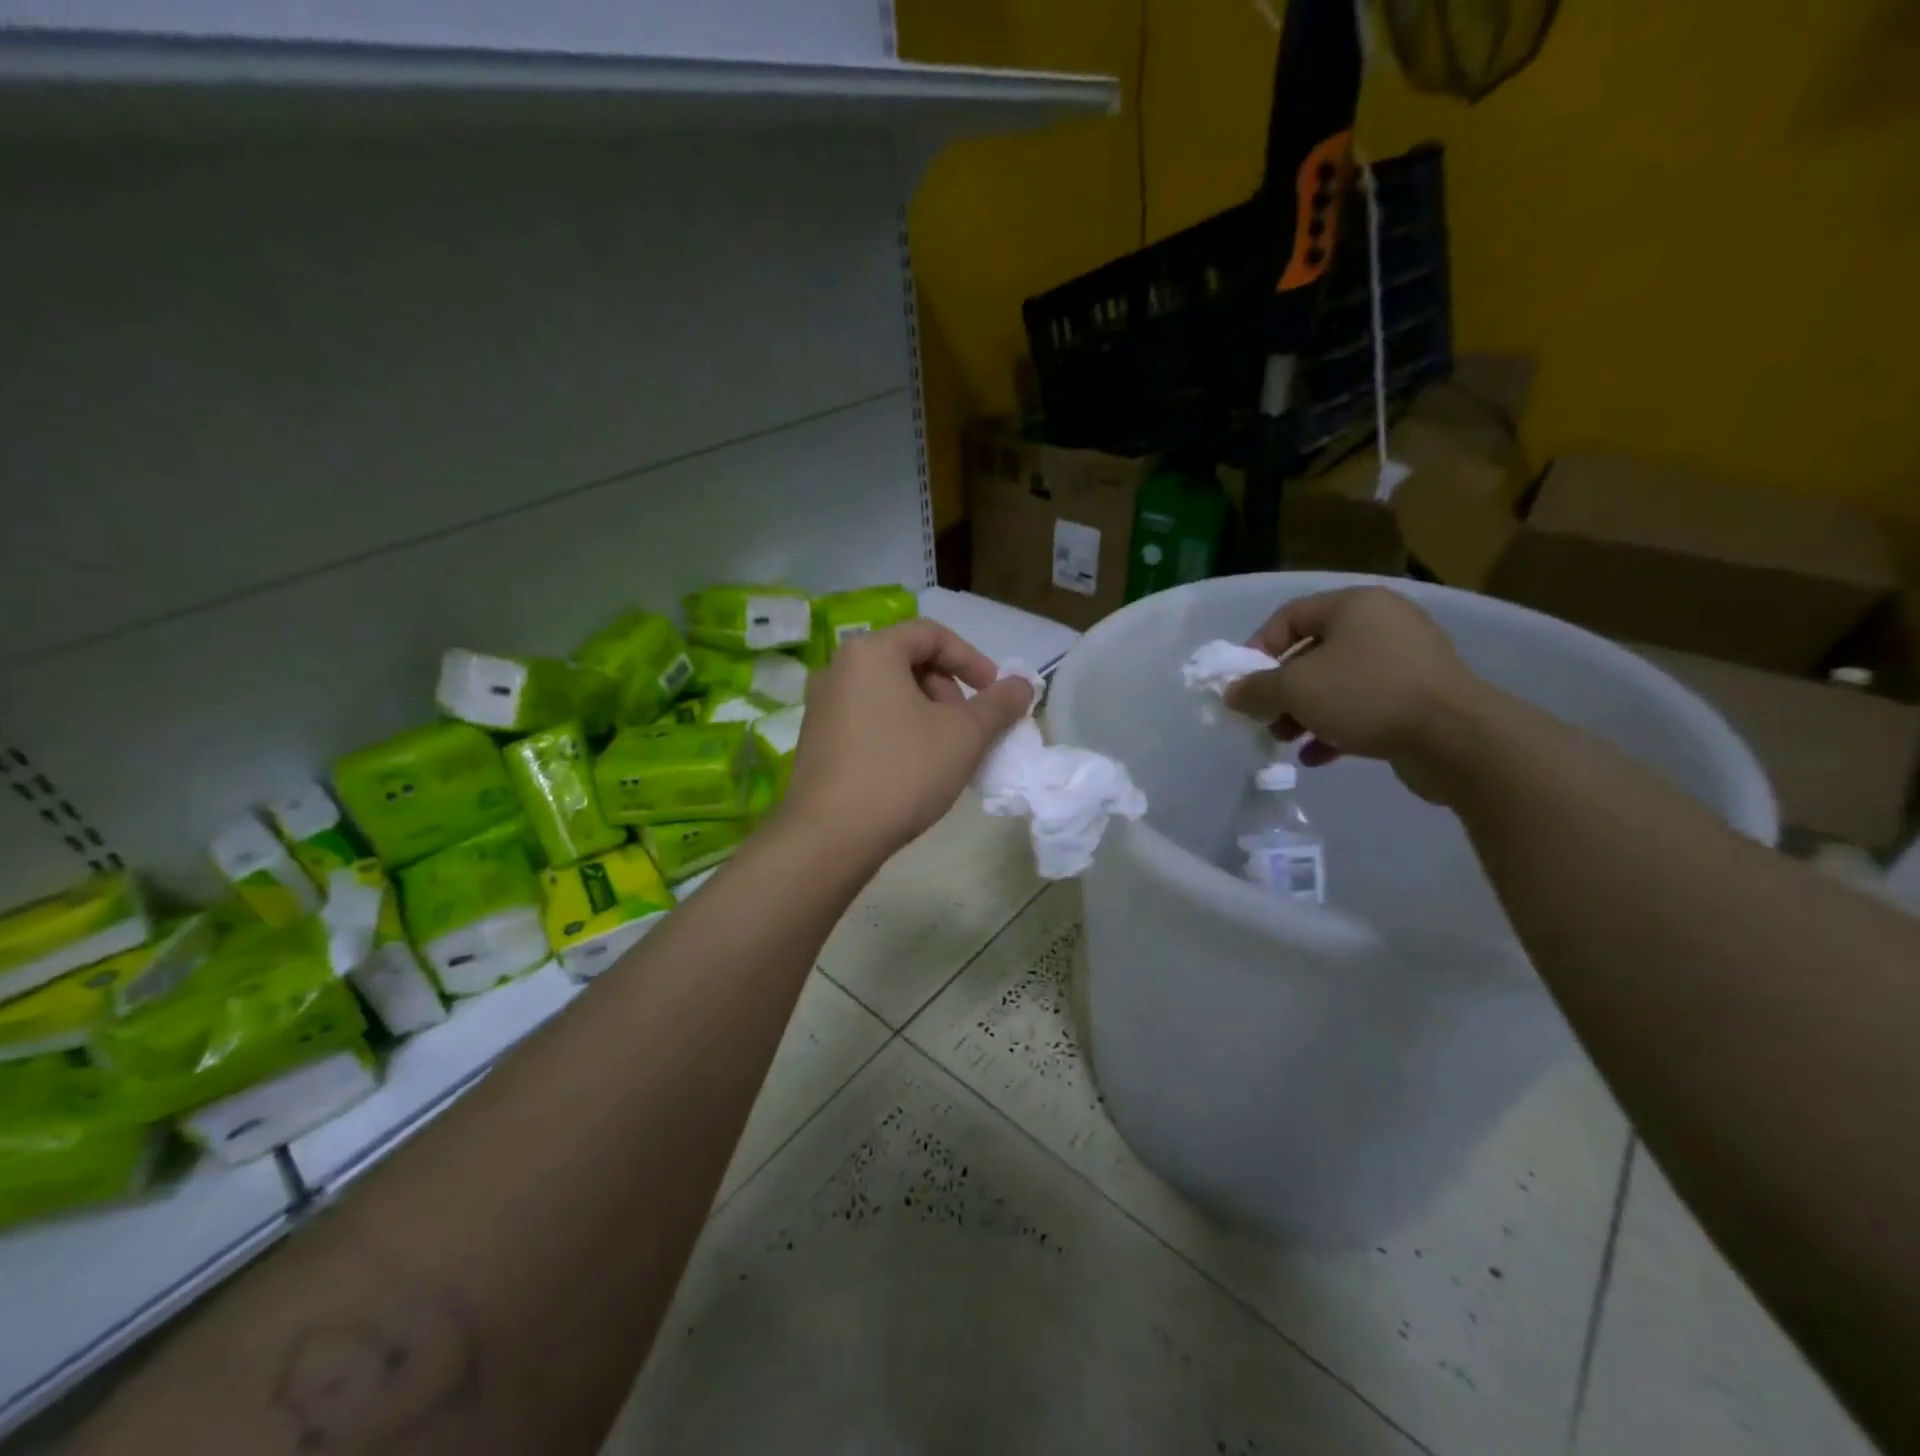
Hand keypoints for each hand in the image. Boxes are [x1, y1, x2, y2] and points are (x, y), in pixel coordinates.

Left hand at [781, 620, 1033, 865]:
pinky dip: (898, 731)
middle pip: (907, 662)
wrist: (831, 836)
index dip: (971, 659)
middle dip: (948, 690)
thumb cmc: (903, 771)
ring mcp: (821, 706)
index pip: (931, 634)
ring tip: (945, 753)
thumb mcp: (965, 735)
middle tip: (968, 727)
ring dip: (926, 714)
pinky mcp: (815, 741)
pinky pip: (866, 720)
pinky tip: (913, 770)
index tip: (994, 693)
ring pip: (887, 694)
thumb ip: (999, 703)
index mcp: (871, 652)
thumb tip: (1023, 684)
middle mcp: (838, 669)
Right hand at [1225, 587, 1485, 801]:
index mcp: (1354, 606)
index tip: (1243, 684)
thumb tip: (1231, 692)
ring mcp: (1405, 660)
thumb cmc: (1367, 695)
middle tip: (1264, 718)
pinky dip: (1337, 727)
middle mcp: (1382, 624)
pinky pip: (1364, 705)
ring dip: (1304, 712)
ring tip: (1286, 740)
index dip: (1257, 649)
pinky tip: (1318, 756)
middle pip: (1311, 652)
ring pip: (1336, 682)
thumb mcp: (1296, 689)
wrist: (1457, 738)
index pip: (1289, 616)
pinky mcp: (1419, 696)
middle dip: (1281, 690)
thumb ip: (1256, 689)